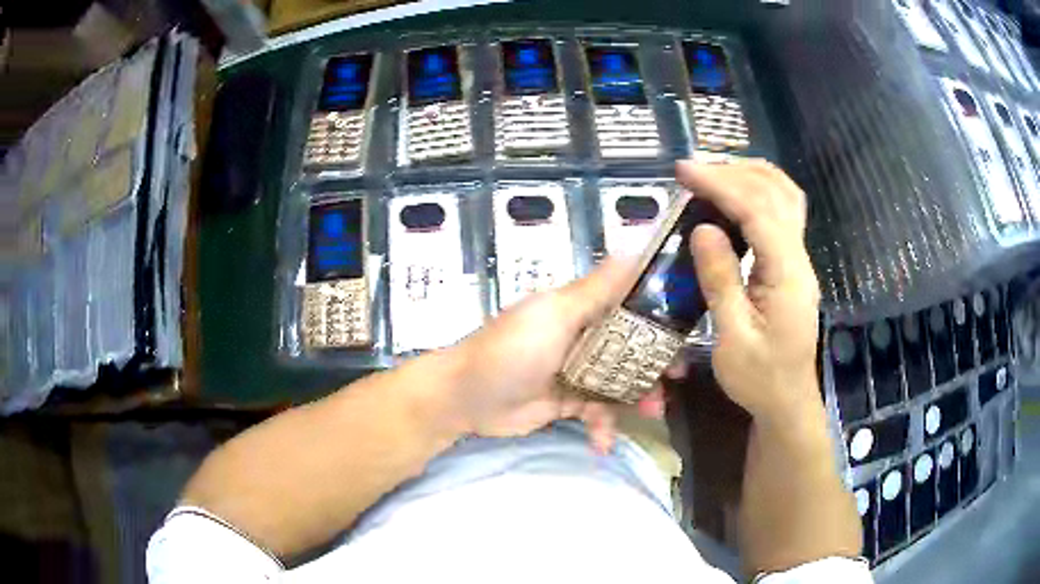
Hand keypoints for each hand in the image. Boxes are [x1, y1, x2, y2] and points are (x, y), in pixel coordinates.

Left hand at [443, 259, 663, 451]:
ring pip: (619, 382)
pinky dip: (603, 428)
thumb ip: (596, 288)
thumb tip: (633, 245)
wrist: (466, 399)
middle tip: (675, 381)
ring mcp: (575, 372)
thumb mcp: (555, 314)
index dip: (658, 319)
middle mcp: (582, 337)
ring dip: (637, 399)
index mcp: (581, 310)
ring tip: (651, 415)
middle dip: (654, 364)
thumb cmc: (511, 350)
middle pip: (630, 348)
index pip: (629, 307)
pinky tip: (602, 445)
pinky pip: (596, 413)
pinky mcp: (567, 402)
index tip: (684, 333)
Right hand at [677, 160, 821, 421]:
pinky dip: (759, 193)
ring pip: (785, 196)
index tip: (683, 171)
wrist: (787, 401)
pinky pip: (782, 213)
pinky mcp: (793, 265)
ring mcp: (800, 260)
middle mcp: (800, 258)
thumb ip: (721, 280)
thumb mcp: (733, 338)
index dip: (720, 185)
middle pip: (776, 192)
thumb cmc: (758, 379)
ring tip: (712, 173)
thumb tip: (703, 229)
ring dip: (750, 175)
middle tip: (693, 170)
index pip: (757, 211)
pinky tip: (734, 197)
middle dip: (734, 172)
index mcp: (787, 275)